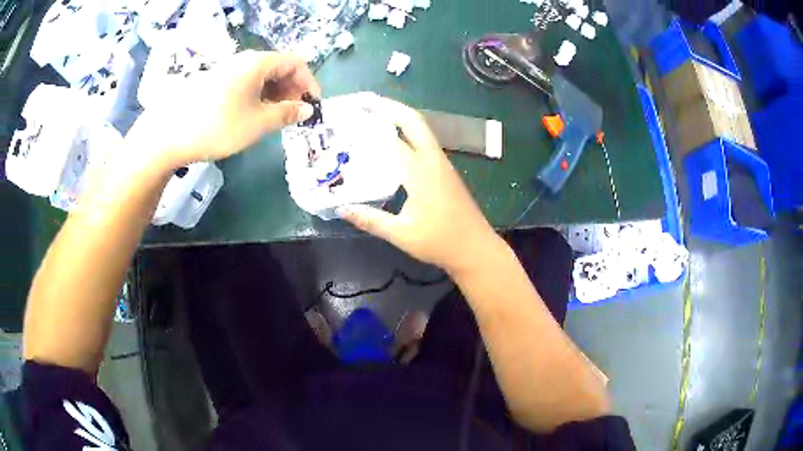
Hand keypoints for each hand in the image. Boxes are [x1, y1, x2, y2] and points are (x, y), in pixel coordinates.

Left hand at [126, 50, 319, 168]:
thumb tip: (306, 109)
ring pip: (261, 77)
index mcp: (259, 63)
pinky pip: (245, 83)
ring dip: (274, 95)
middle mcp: (244, 60)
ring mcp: (227, 70)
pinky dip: (257, 97)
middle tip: (294, 116)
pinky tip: (251, 116)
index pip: (296, 63)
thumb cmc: (217, 126)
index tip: (313, 106)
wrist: (168, 134)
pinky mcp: (214, 82)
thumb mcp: (257, 123)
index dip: (310, 83)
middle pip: (278, 68)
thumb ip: (286, 114)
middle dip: (292, 90)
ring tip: (274, 119)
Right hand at [337, 95, 501, 275]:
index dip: (369, 127)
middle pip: (413, 122)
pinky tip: (395, 141)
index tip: (350, 116)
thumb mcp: (401, 234)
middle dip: (390, 107)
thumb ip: (370, 220)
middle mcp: (433, 160)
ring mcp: (442, 164)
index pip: (392, 141)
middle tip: (366, 102)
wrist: (475, 248)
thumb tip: (341, 208)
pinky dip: (408, 132)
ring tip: (376, 115)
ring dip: (400, 117)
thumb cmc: (440, 241)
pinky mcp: (445, 170)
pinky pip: (425, 142)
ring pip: (422, 129)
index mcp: (420, 172)